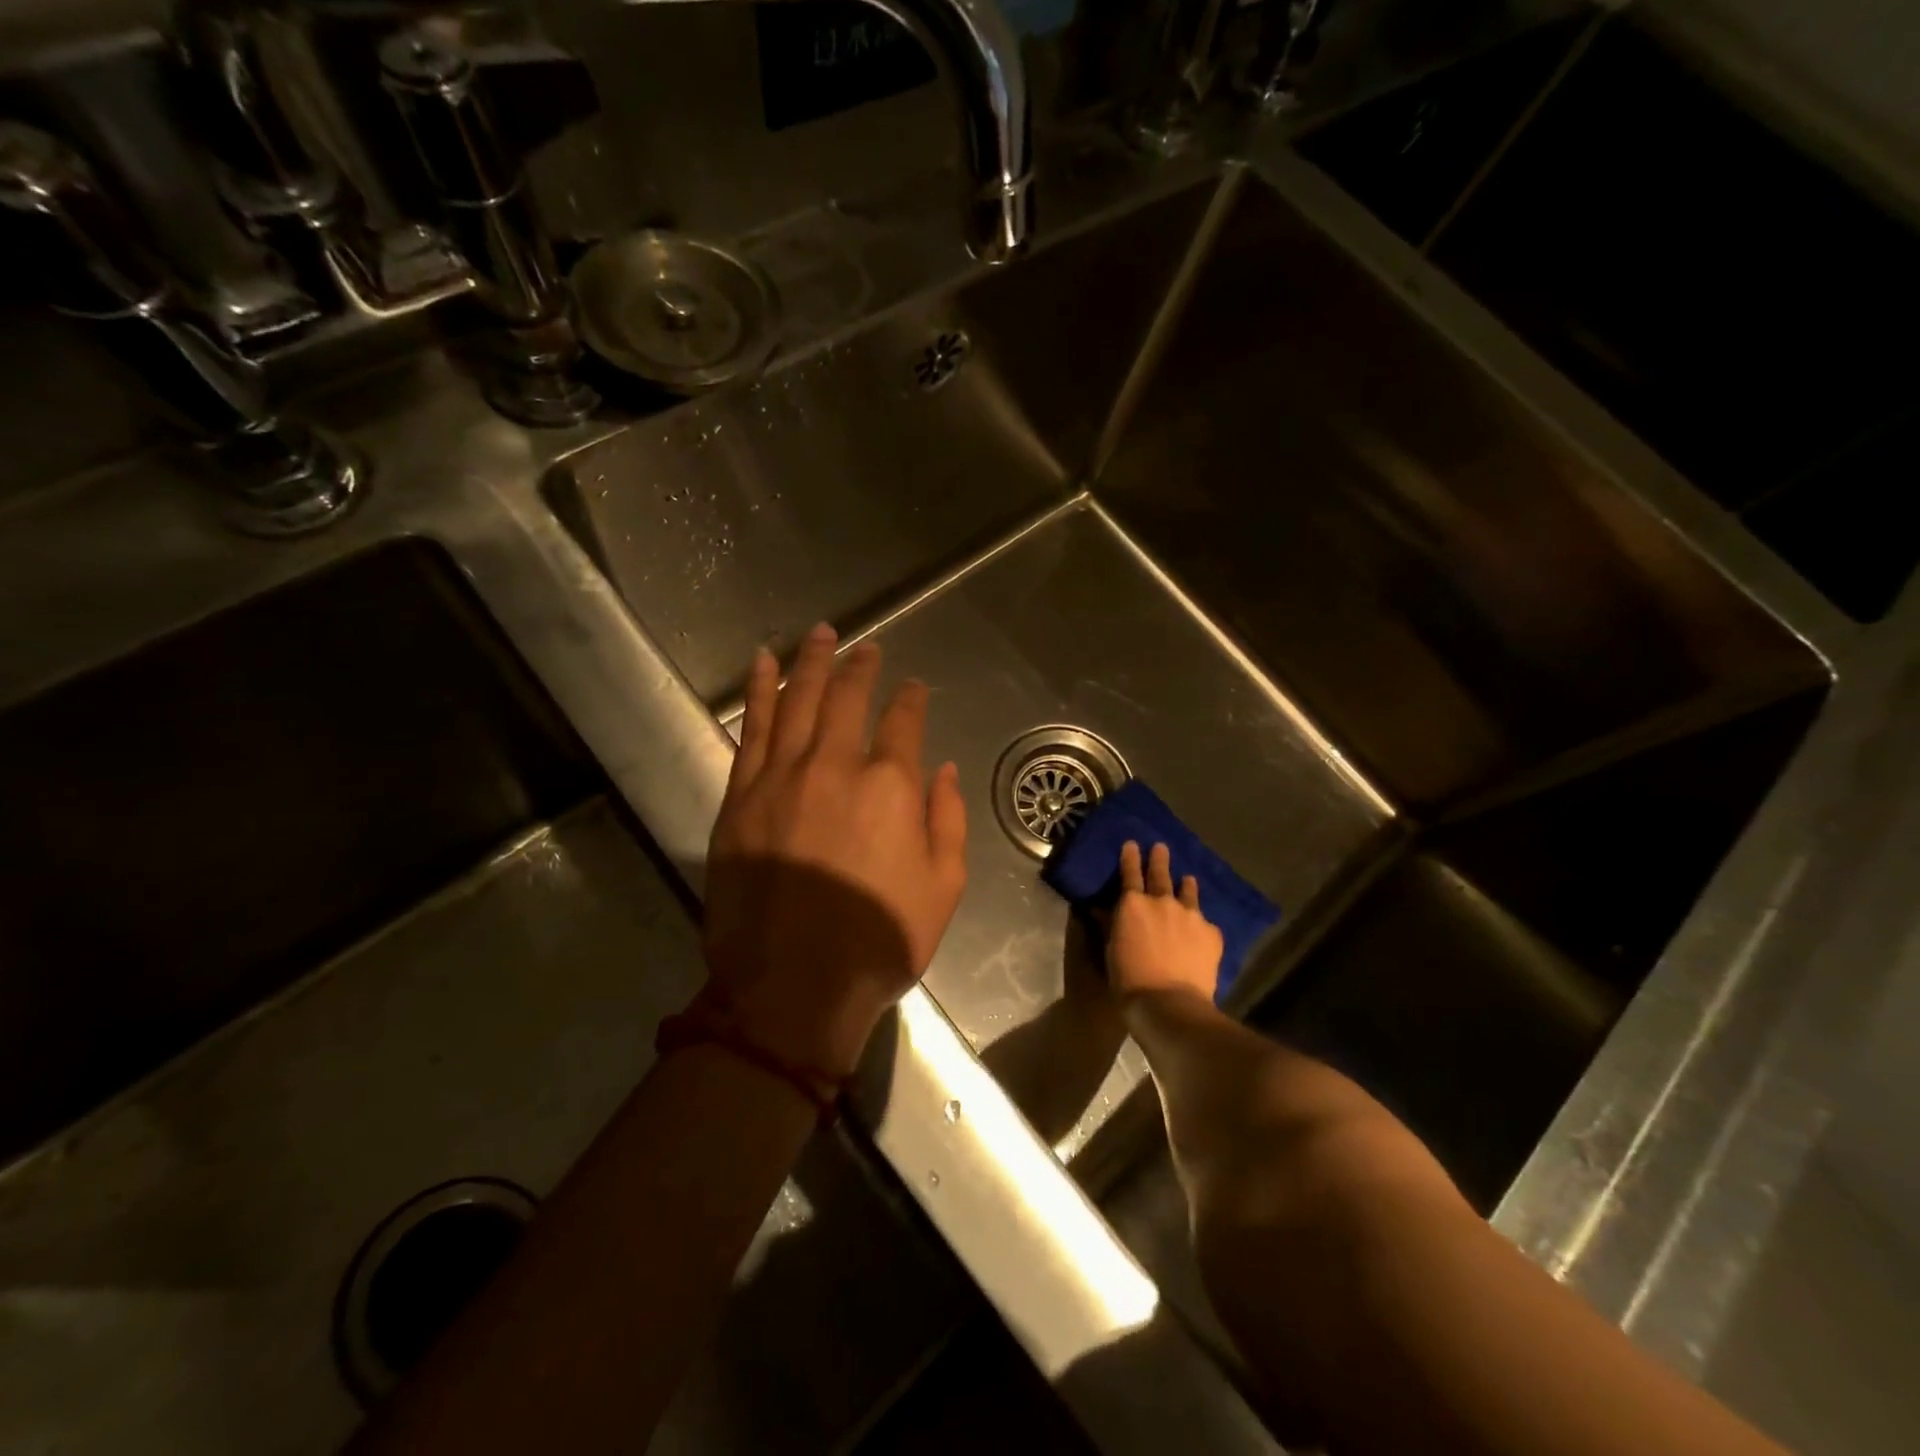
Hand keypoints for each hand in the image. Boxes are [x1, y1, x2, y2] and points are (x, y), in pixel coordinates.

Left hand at [701, 624, 968, 1076]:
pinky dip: (759, 693)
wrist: (790, 987)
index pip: (903, 722)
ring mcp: (781, 778)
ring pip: (797, 702)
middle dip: (860, 666)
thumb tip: (941, 768)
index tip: (913, 686)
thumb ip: (947, 819)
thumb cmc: (878, 941)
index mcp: (890, 787)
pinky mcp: (740, 797)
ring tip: (819, 633)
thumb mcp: (943, 888)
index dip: (911, 698)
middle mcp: (835, 767)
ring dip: (810, 663)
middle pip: (847, 698)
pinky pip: (751, 731)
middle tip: (865, 646)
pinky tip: (764, 666)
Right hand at [1105, 841, 1222, 1004]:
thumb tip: (1100, 908)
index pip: (1130, 872)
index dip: (1130, 856)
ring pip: (1188, 892)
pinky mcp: (1212, 933)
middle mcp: (1162, 901)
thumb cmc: (1129, 980)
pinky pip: (1205, 922)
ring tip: (1188, 880)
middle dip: (1159, 858)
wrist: (1170, 1005)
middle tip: (1160, 847)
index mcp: (1132, 904)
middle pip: (1161, 873)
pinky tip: (1201, 930)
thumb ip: (1110, 925)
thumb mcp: (1110, 951)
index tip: (1132, 843)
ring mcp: (1190, 915)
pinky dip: (1200, 922)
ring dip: (1186, 885)